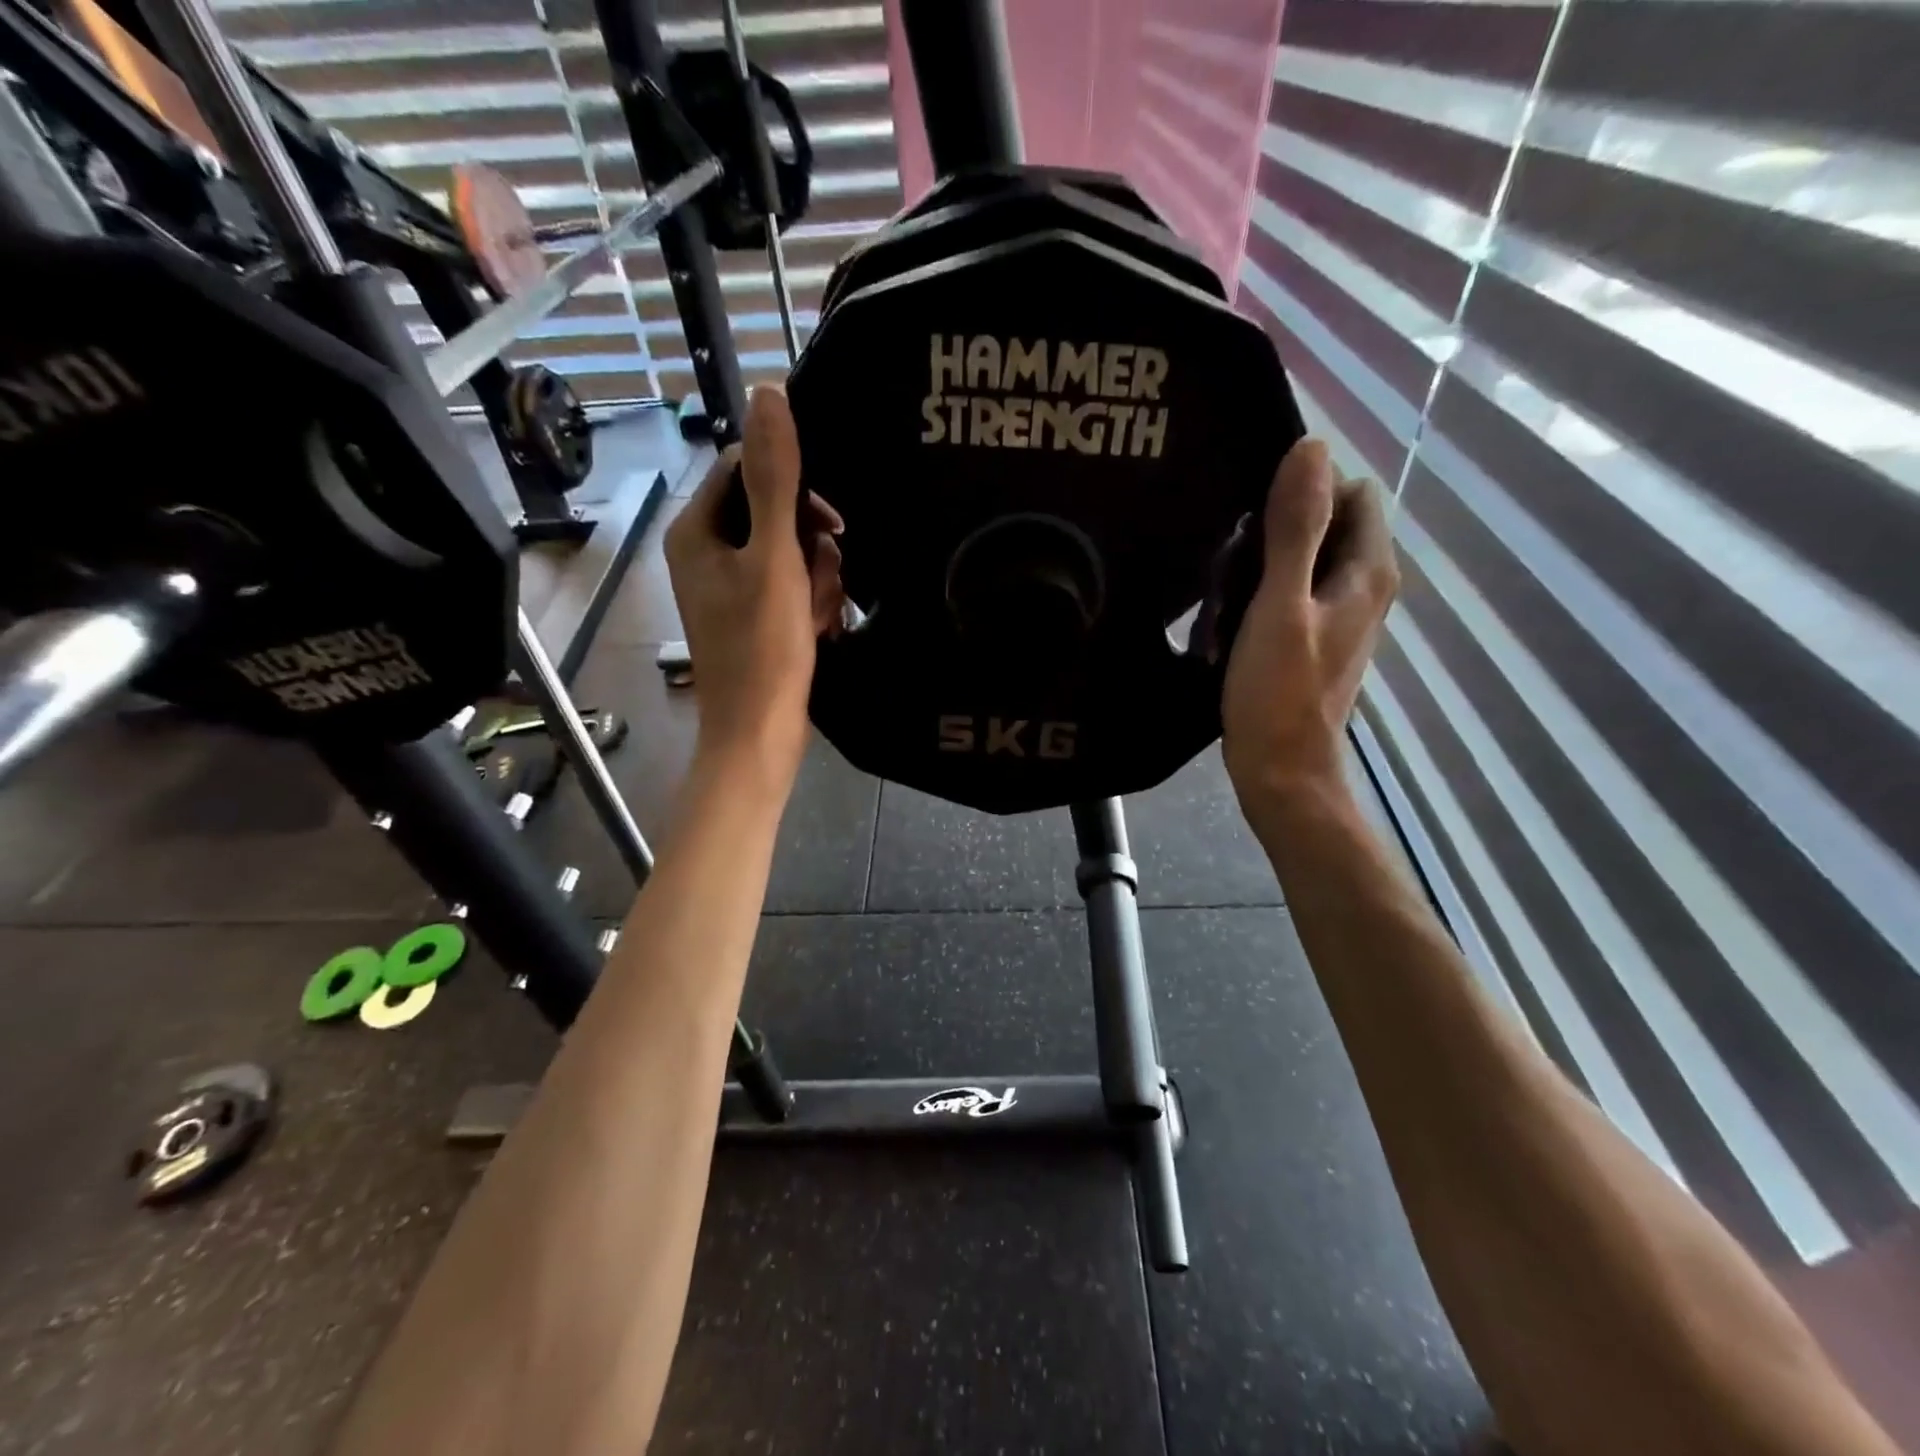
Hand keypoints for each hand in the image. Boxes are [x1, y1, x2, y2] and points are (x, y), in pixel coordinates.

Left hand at [666, 385, 844, 784]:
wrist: (761, 732)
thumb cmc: (763, 647)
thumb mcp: (775, 558)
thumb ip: (775, 479)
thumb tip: (769, 392)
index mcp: (696, 531)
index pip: (746, 469)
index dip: (794, 487)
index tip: (828, 524)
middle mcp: (705, 553)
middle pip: (772, 511)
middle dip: (810, 543)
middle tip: (824, 579)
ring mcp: (729, 587)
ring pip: (789, 550)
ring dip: (817, 576)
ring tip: (821, 613)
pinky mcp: (752, 616)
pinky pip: (790, 585)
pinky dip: (810, 600)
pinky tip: (819, 627)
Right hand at [1221, 438, 1398, 814]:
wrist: (1280, 770)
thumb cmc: (1279, 692)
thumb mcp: (1280, 605)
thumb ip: (1295, 528)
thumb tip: (1311, 447)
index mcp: (1367, 569)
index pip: (1351, 491)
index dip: (1303, 492)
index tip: (1252, 518)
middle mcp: (1362, 584)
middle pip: (1321, 524)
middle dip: (1273, 532)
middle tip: (1228, 564)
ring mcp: (1338, 614)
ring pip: (1298, 560)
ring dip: (1258, 567)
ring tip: (1222, 597)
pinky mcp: (1311, 637)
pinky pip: (1285, 593)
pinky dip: (1257, 597)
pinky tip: (1226, 621)